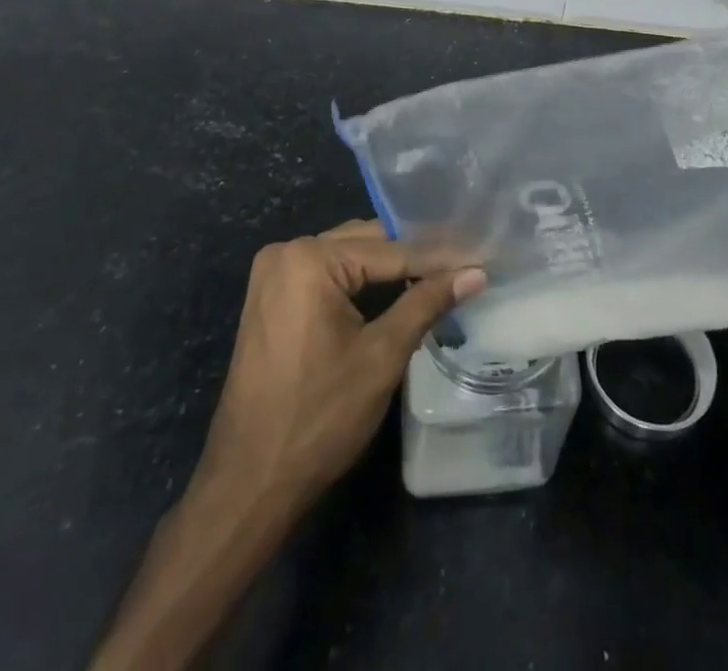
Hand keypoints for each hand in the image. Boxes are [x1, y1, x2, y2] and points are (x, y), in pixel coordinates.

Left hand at [189, 220, 484, 515]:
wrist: (248, 483)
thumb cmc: (318, 418)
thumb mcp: (381, 356)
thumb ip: (426, 303)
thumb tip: (475, 273)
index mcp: (309, 259)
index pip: (389, 250)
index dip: (438, 258)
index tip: (479, 258)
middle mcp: (287, 252)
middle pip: (366, 244)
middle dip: (414, 257)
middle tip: (464, 263)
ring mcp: (274, 274)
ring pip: (348, 257)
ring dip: (390, 269)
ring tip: (441, 274)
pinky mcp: (272, 297)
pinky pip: (328, 275)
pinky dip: (361, 283)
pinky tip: (398, 290)